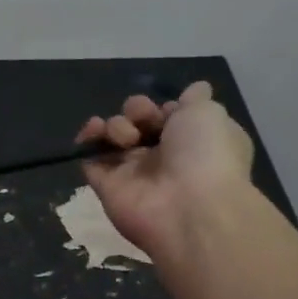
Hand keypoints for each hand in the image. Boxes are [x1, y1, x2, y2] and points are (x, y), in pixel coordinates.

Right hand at [76, 82, 254, 262]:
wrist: (188, 207)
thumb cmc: (205, 154)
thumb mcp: (210, 114)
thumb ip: (195, 99)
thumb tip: (195, 90)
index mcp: (194, 141)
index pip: (171, 116)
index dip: (165, 107)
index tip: (169, 110)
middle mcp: (164, 156)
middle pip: (139, 122)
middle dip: (138, 111)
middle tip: (144, 120)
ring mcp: (133, 172)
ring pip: (115, 136)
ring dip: (117, 125)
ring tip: (127, 138)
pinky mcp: (108, 186)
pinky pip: (91, 159)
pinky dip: (87, 141)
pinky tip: (92, 132)